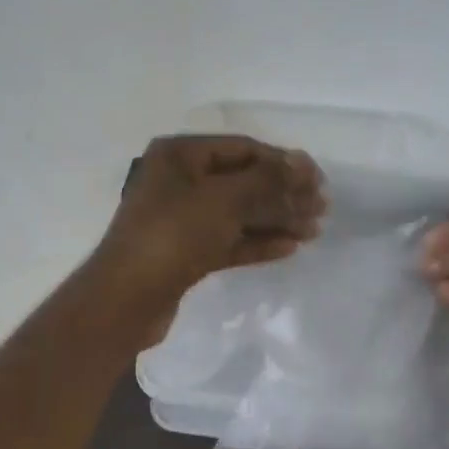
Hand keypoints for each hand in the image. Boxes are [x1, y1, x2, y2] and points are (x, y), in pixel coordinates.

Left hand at [90, 135, 324, 329]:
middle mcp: (179, 181)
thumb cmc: (174, 235)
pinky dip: (258, 242)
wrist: (128, 299)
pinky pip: (228, 240)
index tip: (317, 180)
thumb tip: (304, 163)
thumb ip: (268, 180)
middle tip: (321, 208)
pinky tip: (289, 248)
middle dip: (283, 194)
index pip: (243, 149)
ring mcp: (181, 219)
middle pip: (243, 182)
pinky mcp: (186, 253)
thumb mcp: (224, 200)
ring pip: (238, 214)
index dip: (282, 162)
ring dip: (276, 219)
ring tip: (313, 230)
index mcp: (180, 155)